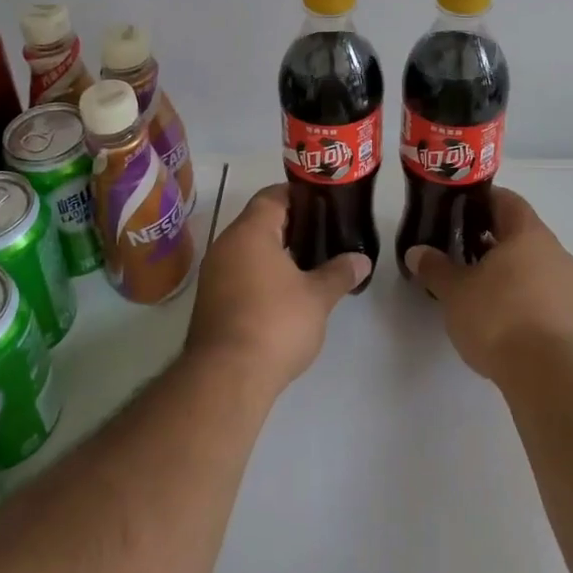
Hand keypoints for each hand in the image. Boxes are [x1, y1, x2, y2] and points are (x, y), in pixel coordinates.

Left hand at [186, 185, 366, 393]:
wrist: (226, 378)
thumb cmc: (275, 324)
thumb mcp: (317, 297)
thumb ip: (340, 273)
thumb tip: (362, 259)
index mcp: (250, 231)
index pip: (273, 196)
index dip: (299, 195)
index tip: (324, 203)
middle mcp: (226, 244)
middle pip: (259, 220)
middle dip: (291, 226)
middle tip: (324, 234)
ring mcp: (213, 273)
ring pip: (247, 248)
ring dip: (274, 252)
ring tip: (308, 263)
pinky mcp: (209, 300)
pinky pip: (238, 272)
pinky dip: (260, 273)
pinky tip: (283, 292)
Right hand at [406, 187, 572, 382]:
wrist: (548, 375)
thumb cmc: (499, 318)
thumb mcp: (455, 291)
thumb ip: (435, 267)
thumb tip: (417, 252)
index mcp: (528, 233)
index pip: (506, 200)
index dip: (480, 201)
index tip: (457, 212)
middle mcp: (554, 250)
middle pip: (519, 231)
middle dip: (489, 236)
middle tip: (459, 247)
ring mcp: (567, 283)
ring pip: (531, 261)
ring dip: (505, 266)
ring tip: (474, 282)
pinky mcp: (571, 315)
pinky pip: (541, 288)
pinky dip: (519, 291)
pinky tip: (498, 311)